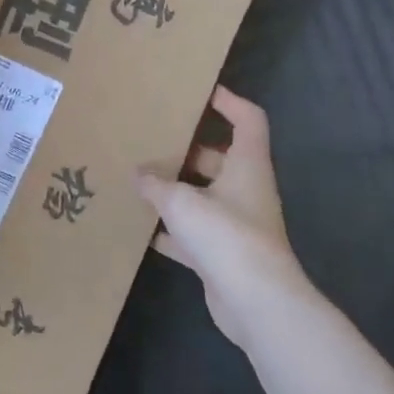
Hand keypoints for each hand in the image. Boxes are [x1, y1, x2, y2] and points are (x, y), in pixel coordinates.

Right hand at [136, 86, 311, 347]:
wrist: (255, 301)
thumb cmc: (225, 234)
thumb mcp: (182, 201)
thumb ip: (156, 184)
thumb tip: (138, 173)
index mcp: (247, 164)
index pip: (248, 119)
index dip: (229, 101)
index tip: (200, 92)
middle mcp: (245, 189)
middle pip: (217, 158)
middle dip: (186, 150)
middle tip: (151, 139)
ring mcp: (235, 223)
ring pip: (203, 196)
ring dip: (175, 190)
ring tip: (138, 179)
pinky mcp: (222, 254)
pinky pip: (192, 232)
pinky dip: (170, 230)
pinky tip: (140, 228)